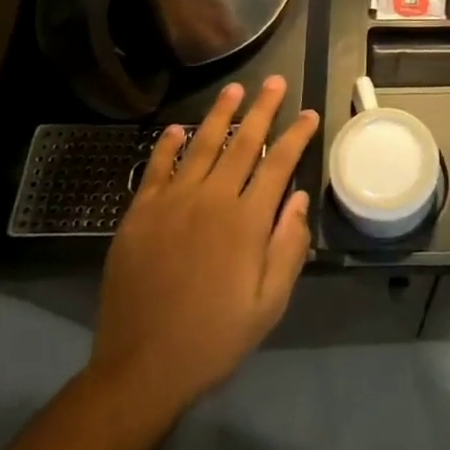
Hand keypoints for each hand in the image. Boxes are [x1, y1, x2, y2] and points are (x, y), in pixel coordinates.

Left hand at [90, 78, 318, 412]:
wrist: (141, 368)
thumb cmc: (213, 338)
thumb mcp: (268, 305)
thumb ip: (288, 247)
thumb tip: (299, 197)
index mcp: (246, 222)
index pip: (278, 165)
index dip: (296, 136)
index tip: (308, 113)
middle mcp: (211, 200)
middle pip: (242, 143)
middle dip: (262, 109)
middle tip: (275, 81)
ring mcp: (172, 203)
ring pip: (202, 145)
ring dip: (220, 114)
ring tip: (234, 89)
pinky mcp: (141, 213)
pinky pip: (157, 168)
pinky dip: (168, 145)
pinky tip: (177, 128)